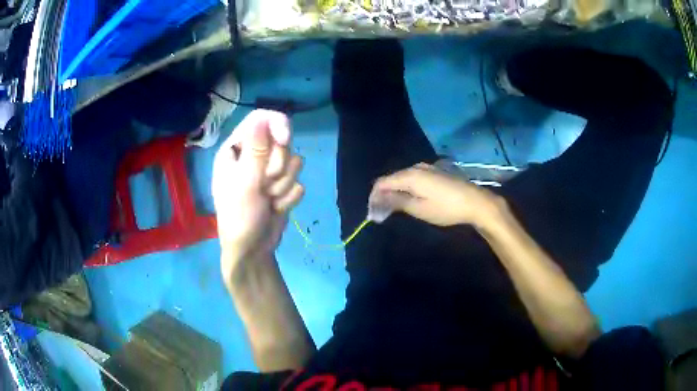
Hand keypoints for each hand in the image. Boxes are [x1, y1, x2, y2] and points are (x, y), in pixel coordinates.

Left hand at [212, 110, 303, 282]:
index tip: (285, 139)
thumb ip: (255, 151)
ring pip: (294, 161)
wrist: (252, 250)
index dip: (276, 124)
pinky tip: (275, 208)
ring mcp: (269, 171)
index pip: (260, 119)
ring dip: (282, 185)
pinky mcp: (283, 185)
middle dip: (277, 166)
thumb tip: (262, 118)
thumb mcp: (244, 184)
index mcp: (236, 149)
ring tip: (268, 200)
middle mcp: (253, 155)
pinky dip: (288, 197)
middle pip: (282, 140)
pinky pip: (298, 181)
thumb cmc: (239, 217)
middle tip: (264, 185)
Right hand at [369, 163, 503, 226]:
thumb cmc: (446, 208)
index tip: (372, 214)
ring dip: (395, 193)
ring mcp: (427, 168)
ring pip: (402, 179)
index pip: (382, 183)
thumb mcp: (420, 208)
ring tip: (392, 210)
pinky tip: (409, 200)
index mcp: (410, 175)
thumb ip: (397, 201)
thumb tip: (379, 200)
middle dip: (383, 196)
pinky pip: (413, 179)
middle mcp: (416, 167)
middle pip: (391, 179)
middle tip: (380, 215)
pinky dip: (406, 190)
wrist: (476, 202)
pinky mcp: (436, 172)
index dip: (374, 198)